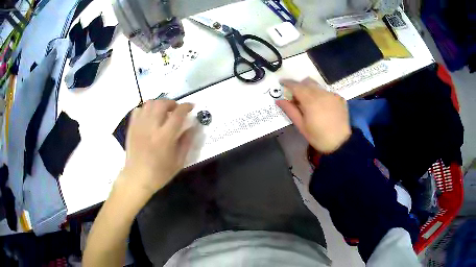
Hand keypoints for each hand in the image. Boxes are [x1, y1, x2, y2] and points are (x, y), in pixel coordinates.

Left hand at [118, 100, 194, 197]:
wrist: (137, 178)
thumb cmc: (159, 173)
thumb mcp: (178, 161)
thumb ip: (187, 142)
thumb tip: (193, 127)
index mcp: (164, 137)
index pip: (178, 114)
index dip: (186, 106)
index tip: (191, 106)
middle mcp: (151, 127)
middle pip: (162, 104)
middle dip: (172, 103)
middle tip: (176, 109)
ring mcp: (139, 126)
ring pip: (149, 103)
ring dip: (159, 104)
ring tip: (163, 111)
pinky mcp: (131, 127)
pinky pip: (138, 110)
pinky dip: (146, 109)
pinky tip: (150, 117)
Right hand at [276, 78, 350, 152]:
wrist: (341, 143)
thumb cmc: (319, 137)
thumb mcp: (302, 126)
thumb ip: (290, 111)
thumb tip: (279, 100)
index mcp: (310, 100)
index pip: (296, 86)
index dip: (288, 83)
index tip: (281, 83)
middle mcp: (322, 93)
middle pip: (307, 82)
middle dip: (299, 86)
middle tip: (295, 96)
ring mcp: (332, 95)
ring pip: (318, 86)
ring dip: (310, 90)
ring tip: (309, 103)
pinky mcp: (340, 99)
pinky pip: (327, 92)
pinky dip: (321, 96)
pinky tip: (322, 107)